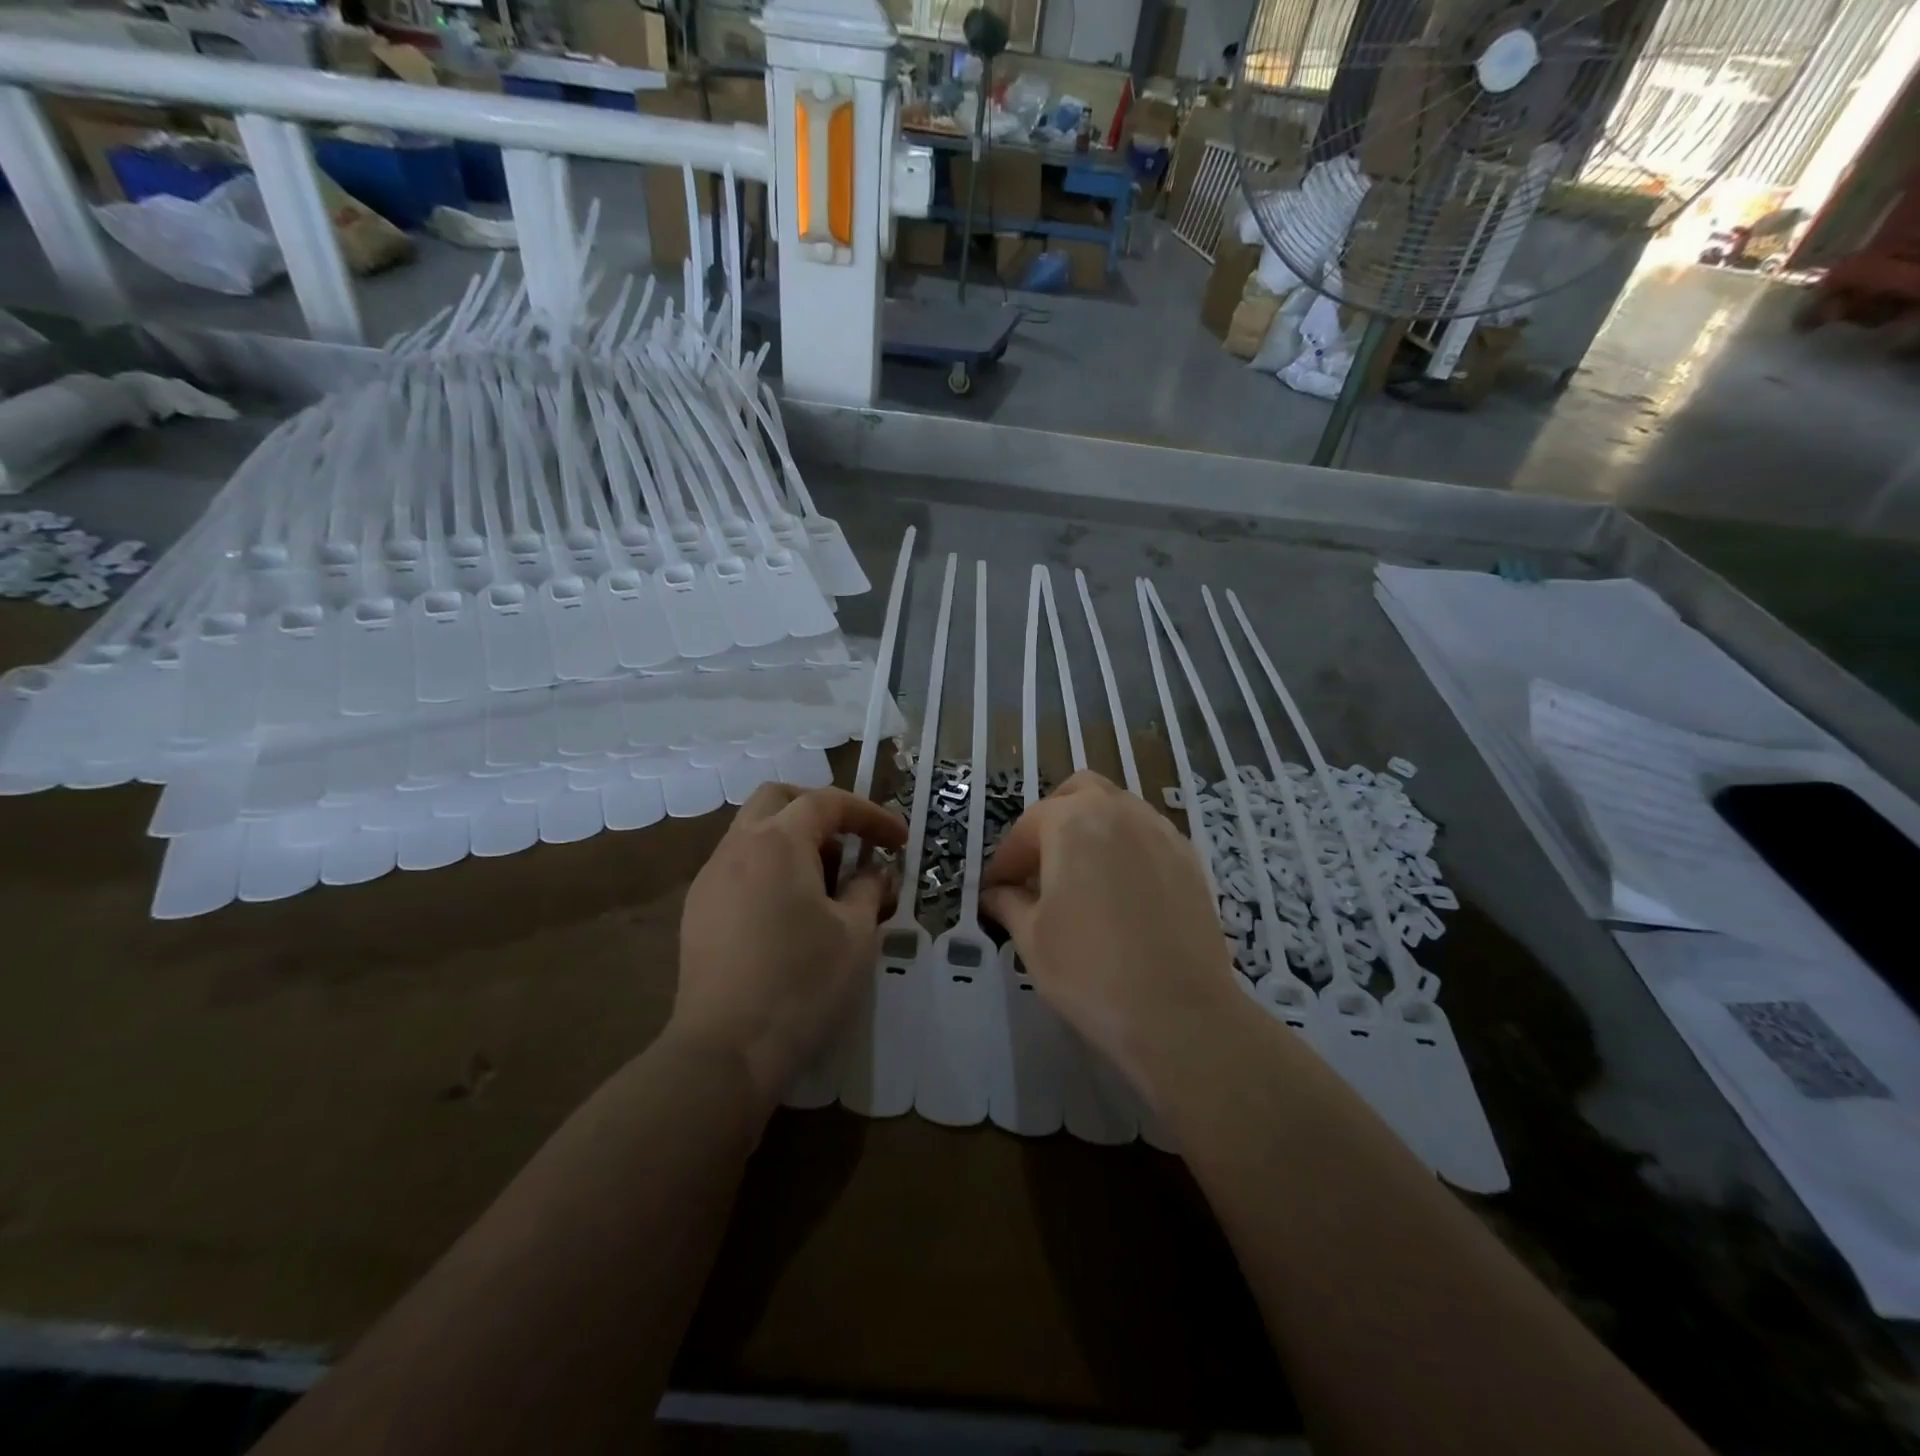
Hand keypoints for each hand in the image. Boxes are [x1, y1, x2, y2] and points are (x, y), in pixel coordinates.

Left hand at [673, 784, 905, 1104]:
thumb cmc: (802, 983)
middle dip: (821, 810)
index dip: (870, 815)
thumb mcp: (856, 935)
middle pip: (778, 799)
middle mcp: (737, 847)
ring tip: (826, 883)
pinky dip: (770, 868)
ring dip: (794, 840)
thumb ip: (869, 890)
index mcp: (777, 842)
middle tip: (852, 843)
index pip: (828, 803)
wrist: (725, 1051)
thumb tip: (875, 873)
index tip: (899, 841)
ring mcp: (710, 878)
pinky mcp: (697, 911)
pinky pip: (738, 866)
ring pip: (753, 831)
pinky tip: (789, 911)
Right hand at [982, 772, 1242, 1096]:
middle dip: (1052, 821)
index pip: (1027, 828)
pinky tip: (1120, 891)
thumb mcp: (1032, 938)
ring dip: (1091, 829)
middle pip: (1077, 794)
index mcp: (1072, 821)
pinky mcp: (1189, 858)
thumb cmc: (1090, 971)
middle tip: (1039, 867)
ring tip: (1080, 877)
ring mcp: (1160, 831)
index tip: (995, 890)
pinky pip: (1147, 835)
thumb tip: (995, 893)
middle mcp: (1118, 811)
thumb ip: (1008, 903)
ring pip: (1117, 809)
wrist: (1179, 1012)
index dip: (1005, 860)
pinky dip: (1125, 847)